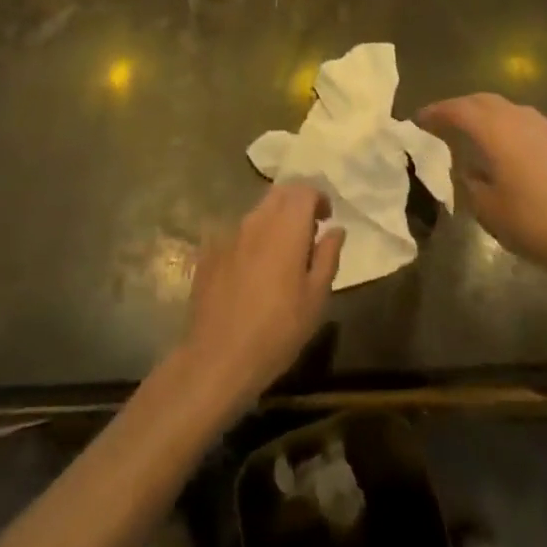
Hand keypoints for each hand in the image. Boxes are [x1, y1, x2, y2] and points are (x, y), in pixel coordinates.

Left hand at [176, 183, 343, 413]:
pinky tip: (253, 269)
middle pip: (280, 193)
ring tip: (283, 253)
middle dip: (297, 203)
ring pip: (258, 211)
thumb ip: (328, 256)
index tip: (326, 219)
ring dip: (275, 220)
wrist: (219, 357)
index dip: (318, 198)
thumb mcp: (316, 298)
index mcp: (286, 227)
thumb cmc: (278, 330)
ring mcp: (229, 233)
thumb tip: (336, 229)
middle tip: (308, 232)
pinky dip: (252, 239)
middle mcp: (256, 220)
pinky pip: (237, 232)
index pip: (304, 189)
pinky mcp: (210, 250)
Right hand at [417, 93, 546, 283]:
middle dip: (460, 108)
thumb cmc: (533, 222)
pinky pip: (526, 124)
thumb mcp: (487, 208)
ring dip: (487, 116)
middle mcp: (519, 117)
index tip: (418, 120)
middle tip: (444, 122)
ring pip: (508, 110)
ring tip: (474, 135)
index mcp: (494, 128)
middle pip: (483, 101)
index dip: (435, 113)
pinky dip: (508, 129)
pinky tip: (508, 152)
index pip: (457, 109)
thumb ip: (470, 183)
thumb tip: (468, 169)